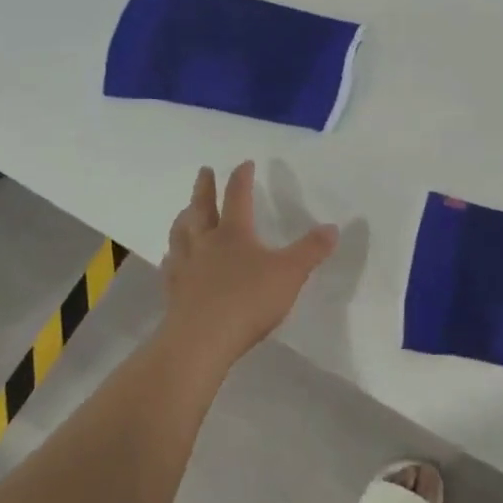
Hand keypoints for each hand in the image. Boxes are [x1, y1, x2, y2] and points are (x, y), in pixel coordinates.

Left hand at [159, 162, 337, 370]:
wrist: (201, 340)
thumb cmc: (248, 301)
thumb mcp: (290, 273)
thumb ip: (311, 250)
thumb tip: (332, 227)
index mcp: (234, 233)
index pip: (237, 197)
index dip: (242, 178)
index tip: (245, 163)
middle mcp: (206, 243)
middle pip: (202, 208)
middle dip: (204, 188)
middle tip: (204, 171)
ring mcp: (186, 267)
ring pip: (181, 234)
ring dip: (184, 218)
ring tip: (184, 210)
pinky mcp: (174, 292)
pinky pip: (171, 266)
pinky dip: (172, 256)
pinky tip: (171, 258)